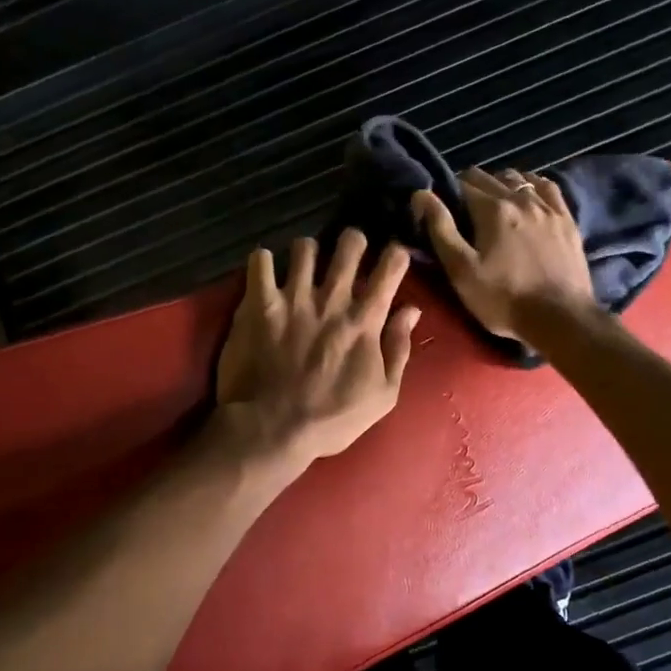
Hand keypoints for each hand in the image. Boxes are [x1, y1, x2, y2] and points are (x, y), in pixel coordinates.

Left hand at [214, 229, 420, 470]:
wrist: (273, 428)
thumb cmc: (332, 418)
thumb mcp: (382, 394)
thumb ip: (399, 348)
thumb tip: (411, 311)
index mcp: (364, 319)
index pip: (390, 266)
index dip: (395, 254)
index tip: (392, 258)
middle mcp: (332, 299)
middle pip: (350, 243)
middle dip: (353, 241)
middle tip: (348, 253)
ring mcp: (294, 297)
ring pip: (305, 246)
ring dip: (308, 252)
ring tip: (304, 266)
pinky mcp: (259, 303)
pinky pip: (260, 261)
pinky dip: (263, 262)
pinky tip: (266, 273)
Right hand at [411, 167, 595, 341]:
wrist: (561, 318)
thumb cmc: (503, 299)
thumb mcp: (462, 270)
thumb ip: (440, 229)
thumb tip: (421, 194)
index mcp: (492, 209)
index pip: (462, 183)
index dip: (448, 193)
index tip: (444, 211)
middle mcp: (520, 198)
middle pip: (489, 177)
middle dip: (471, 188)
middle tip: (464, 213)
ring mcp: (547, 207)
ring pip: (518, 178)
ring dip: (501, 184)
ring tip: (494, 205)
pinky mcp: (566, 219)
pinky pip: (547, 187)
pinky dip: (532, 186)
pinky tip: (528, 198)